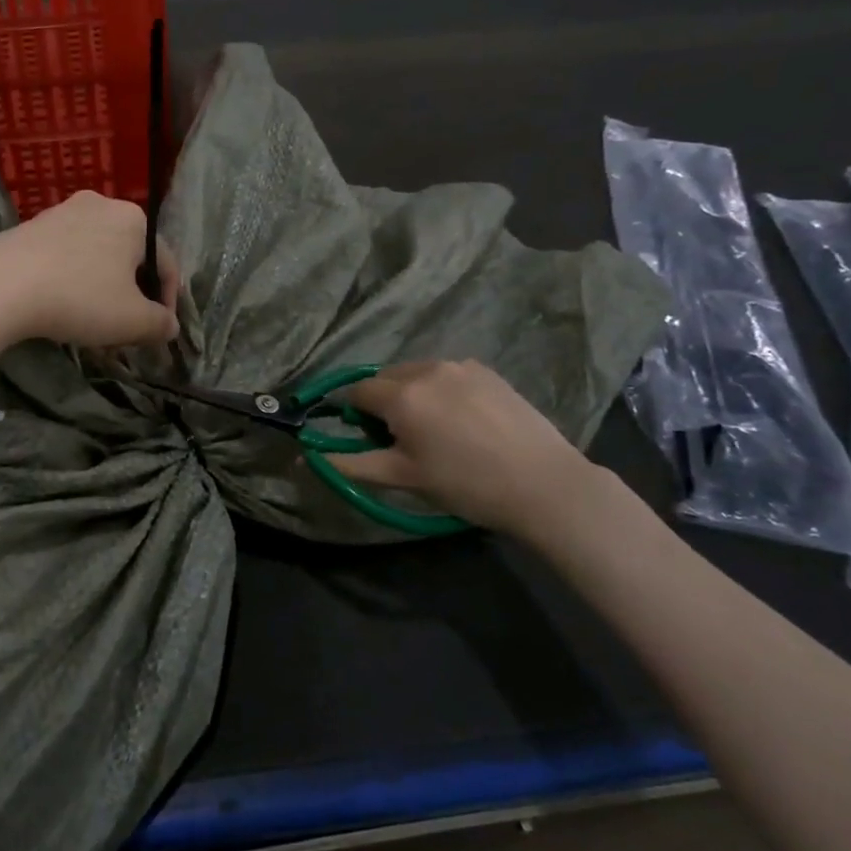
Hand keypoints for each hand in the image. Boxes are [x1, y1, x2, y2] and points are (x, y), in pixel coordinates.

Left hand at [0, 192, 180, 348]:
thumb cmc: (79, 298)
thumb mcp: (132, 320)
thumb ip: (160, 323)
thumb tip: (170, 325)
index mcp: (134, 219)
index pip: (166, 264)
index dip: (167, 303)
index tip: (157, 333)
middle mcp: (101, 205)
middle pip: (130, 259)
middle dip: (132, 296)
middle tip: (125, 330)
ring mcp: (62, 212)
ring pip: (97, 257)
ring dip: (102, 291)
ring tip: (93, 325)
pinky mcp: (30, 227)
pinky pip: (66, 257)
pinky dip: (72, 281)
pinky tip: (62, 308)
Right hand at [326, 361, 592, 534]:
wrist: (543, 484)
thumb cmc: (465, 485)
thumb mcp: (403, 478)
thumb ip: (351, 464)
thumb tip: (307, 458)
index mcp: (402, 394)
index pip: (357, 392)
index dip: (355, 414)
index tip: (370, 439)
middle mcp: (426, 369)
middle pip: (386, 378)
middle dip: (384, 402)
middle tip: (403, 439)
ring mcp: (460, 366)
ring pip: (417, 373)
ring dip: (413, 394)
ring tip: (436, 429)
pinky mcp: (487, 371)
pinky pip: (447, 374)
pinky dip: (442, 390)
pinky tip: (463, 420)